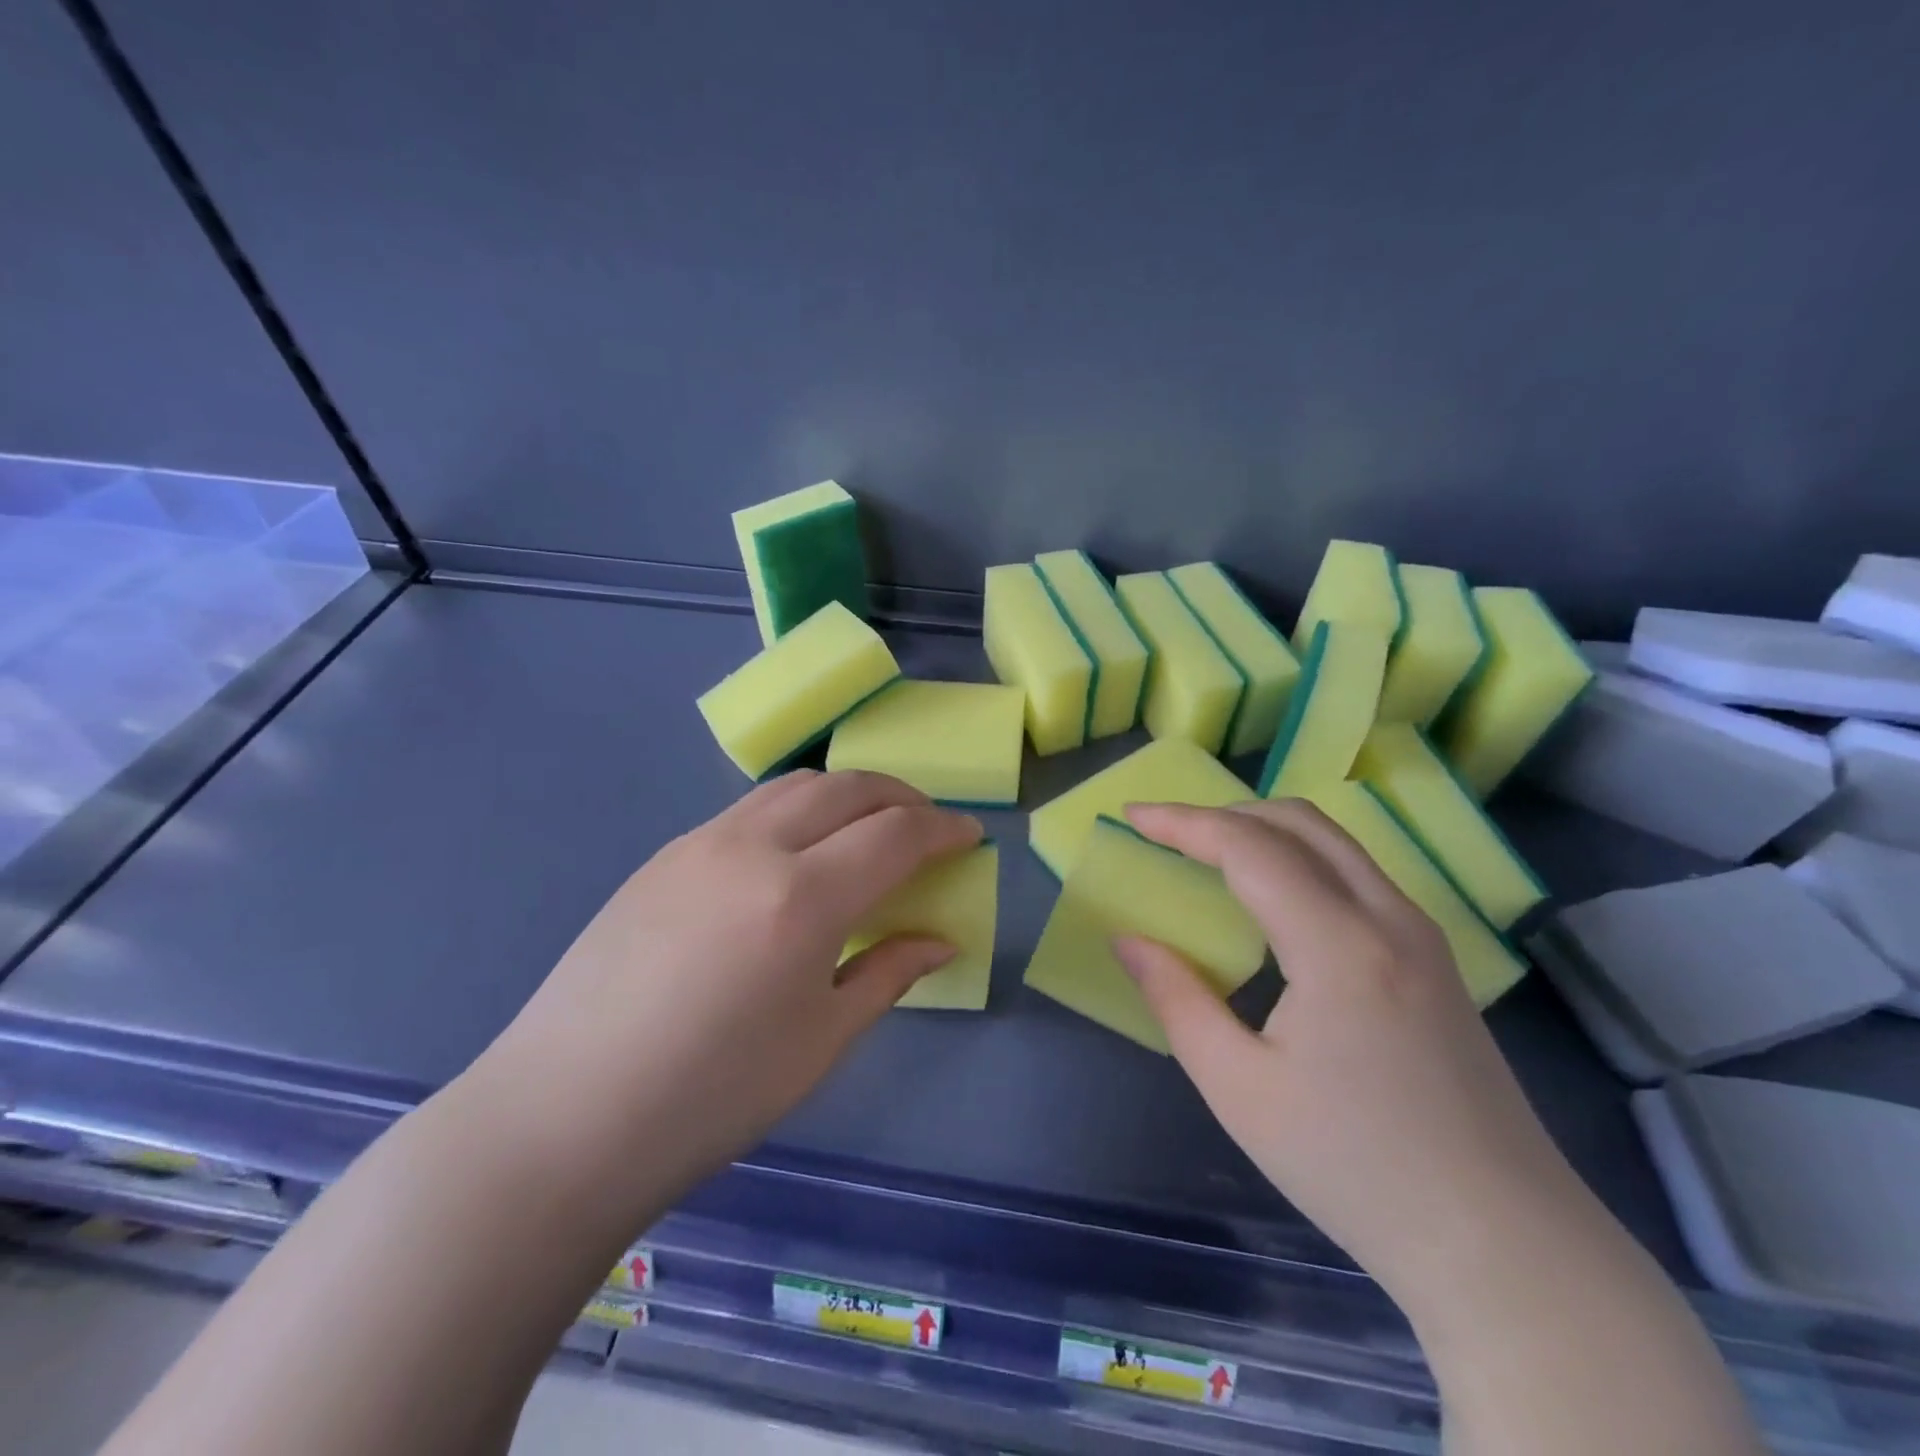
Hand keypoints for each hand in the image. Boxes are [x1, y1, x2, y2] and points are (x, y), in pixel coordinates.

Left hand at [479, 770, 981, 1203]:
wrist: (565, 1115)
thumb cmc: (711, 1096)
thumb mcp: (820, 1042)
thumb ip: (888, 973)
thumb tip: (941, 940)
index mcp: (803, 898)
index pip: (896, 834)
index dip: (944, 829)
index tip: (971, 836)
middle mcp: (754, 847)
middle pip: (848, 788)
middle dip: (902, 797)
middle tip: (928, 826)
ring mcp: (701, 842)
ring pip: (794, 786)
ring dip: (846, 793)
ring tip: (868, 828)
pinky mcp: (664, 854)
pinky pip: (749, 808)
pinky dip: (796, 809)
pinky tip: (796, 853)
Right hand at [1112, 800, 1589, 1313]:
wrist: (1503, 1245)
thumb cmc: (1355, 1167)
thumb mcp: (1239, 1088)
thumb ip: (1176, 999)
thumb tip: (1128, 940)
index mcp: (1339, 945)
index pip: (1249, 847)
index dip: (1184, 823)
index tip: (1132, 815)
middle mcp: (1388, 918)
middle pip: (1300, 823)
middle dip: (1225, 813)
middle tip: (1169, 834)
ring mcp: (1422, 935)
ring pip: (1335, 843)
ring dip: (1266, 831)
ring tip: (1210, 855)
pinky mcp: (1436, 960)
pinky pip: (1357, 875)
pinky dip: (1301, 859)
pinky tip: (1274, 901)